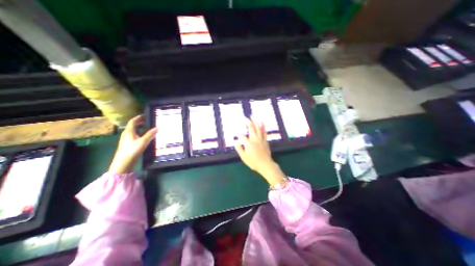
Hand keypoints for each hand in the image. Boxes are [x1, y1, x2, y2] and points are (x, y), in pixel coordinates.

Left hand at [109, 114, 157, 174]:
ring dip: (140, 128)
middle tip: (148, 121)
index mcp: (128, 132)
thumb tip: (158, 127)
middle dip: (140, 123)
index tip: (144, 115)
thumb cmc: (132, 150)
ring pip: (134, 131)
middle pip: (133, 126)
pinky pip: (134, 136)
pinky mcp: (128, 145)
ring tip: (148, 128)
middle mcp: (126, 134)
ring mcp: (127, 140)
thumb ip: (150, 134)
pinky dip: (140, 134)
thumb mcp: (143, 142)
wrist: (123, 163)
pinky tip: (145, 137)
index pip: (132, 122)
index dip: (138, 118)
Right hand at [235, 119, 284, 185]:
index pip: (242, 136)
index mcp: (248, 143)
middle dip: (248, 122)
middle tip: (246, 117)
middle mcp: (255, 139)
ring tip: (254, 117)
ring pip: (258, 128)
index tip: (237, 133)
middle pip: (251, 128)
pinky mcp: (265, 140)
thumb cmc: (253, 162)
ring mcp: (261, 139)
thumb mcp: (244, 157)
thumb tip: (235, 142)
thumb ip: (239, 149)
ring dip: (256, 122)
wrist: (265, 164)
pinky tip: (262, 123)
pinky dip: (263, 127)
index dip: (239, 134)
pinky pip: (264, 132)